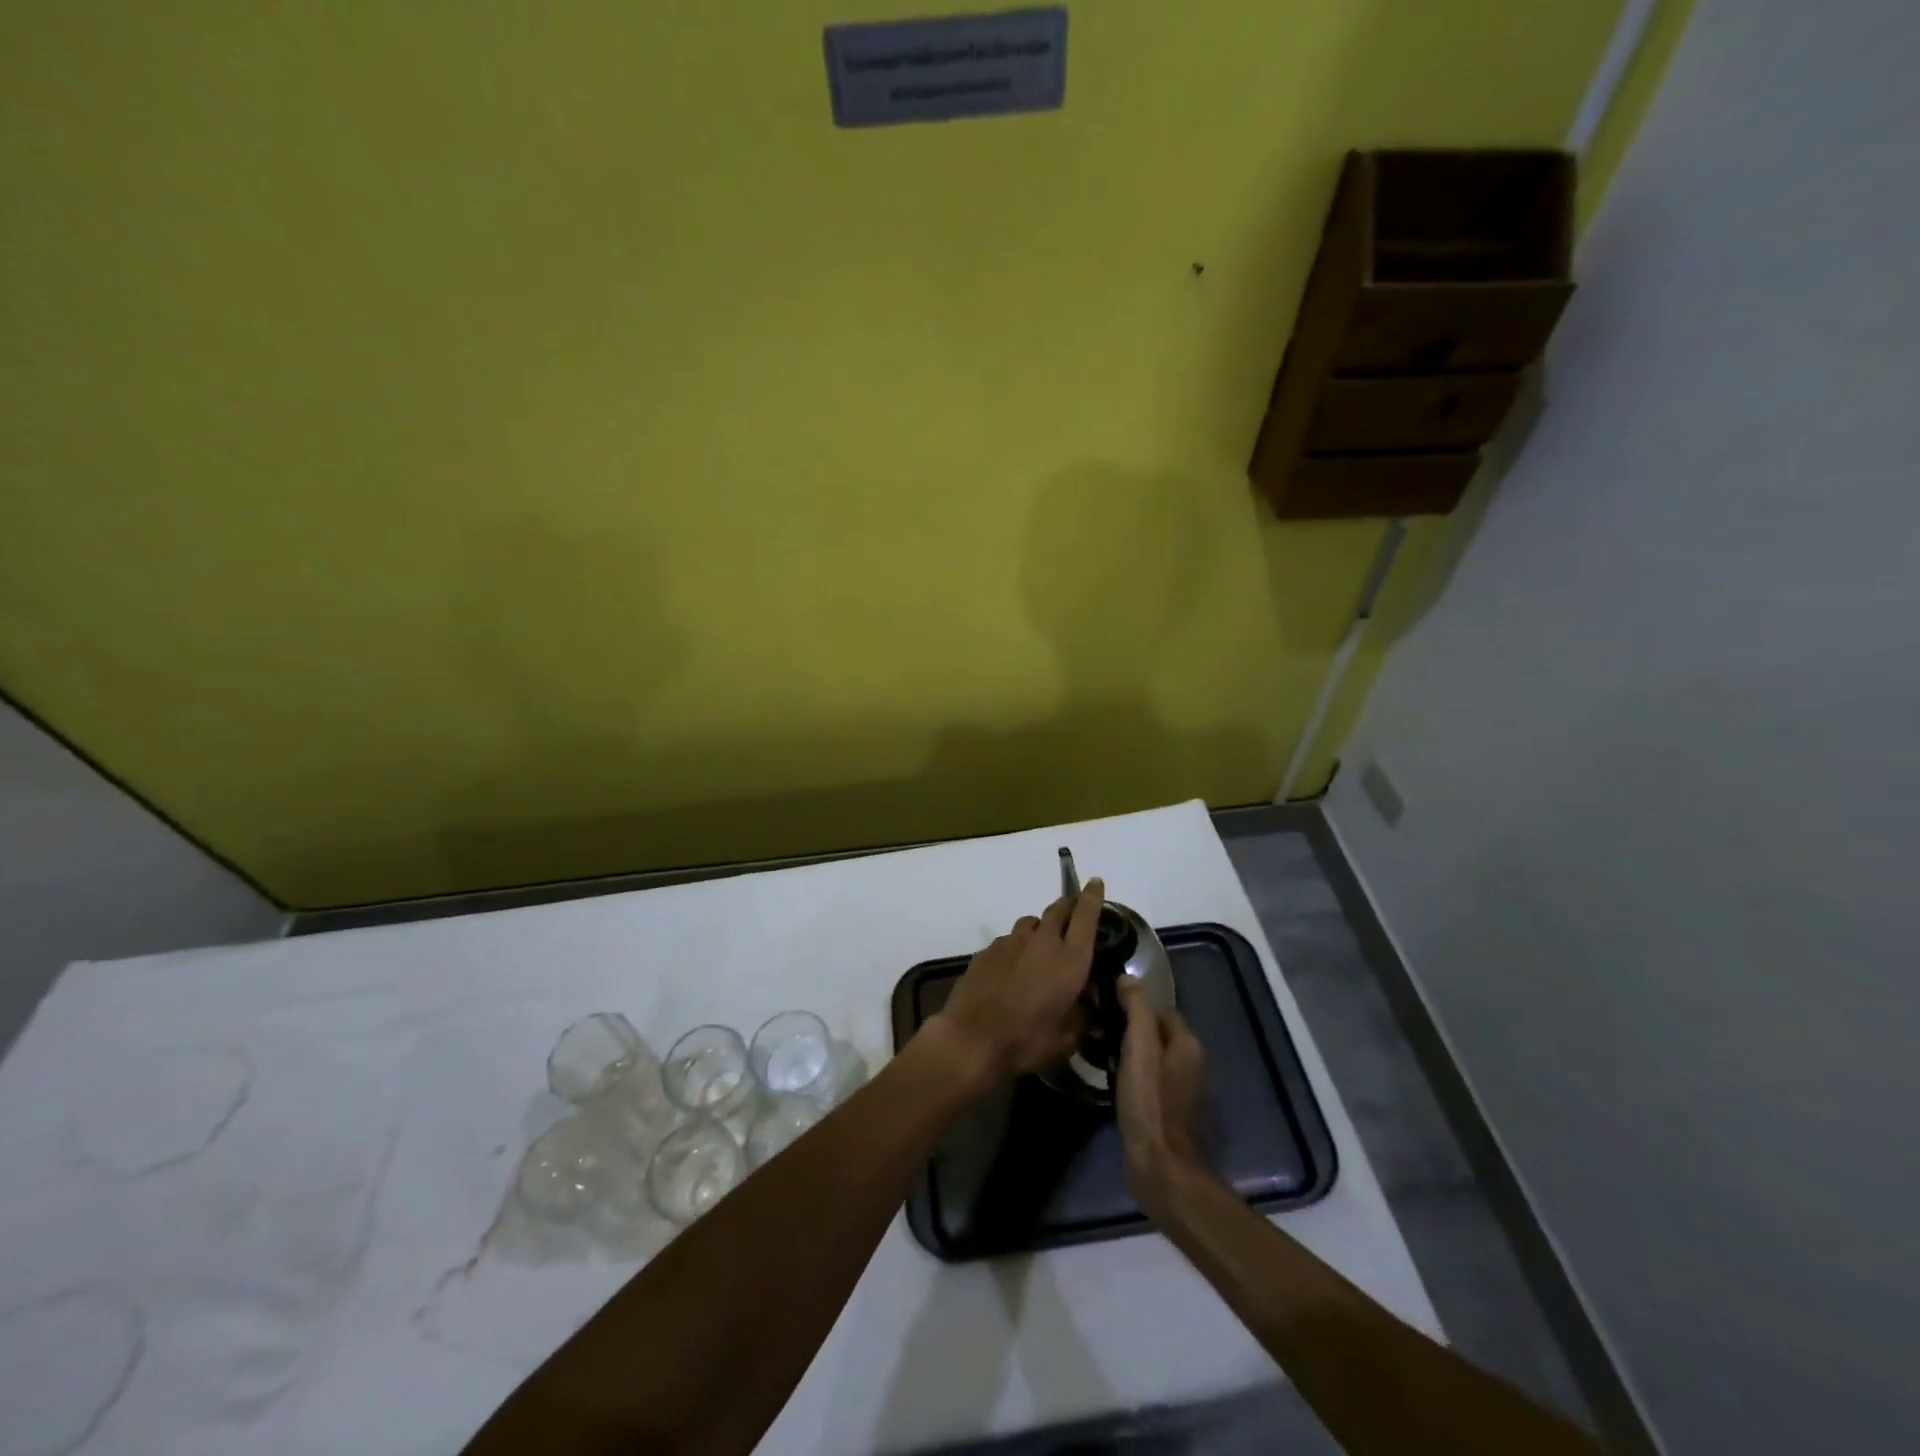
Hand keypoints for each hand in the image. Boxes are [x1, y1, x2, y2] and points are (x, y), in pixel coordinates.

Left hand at [932, 880, 1105, 1083]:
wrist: (973, 1038)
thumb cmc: (1027, 1040)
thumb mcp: (1067, 1039)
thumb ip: (1082, 1018)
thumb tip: (1090, 1010)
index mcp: (1070, 959)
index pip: (1086, 916)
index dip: (1092, 897)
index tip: (1095, 883)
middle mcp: (1042, 942)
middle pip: (1058, 910)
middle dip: (1068, 906)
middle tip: (1073, 910)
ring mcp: (1011, 942)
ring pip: (1031, 923)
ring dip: (1040, 927)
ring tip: (1041, 945)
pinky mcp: (988, 950)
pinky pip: (1009, 940)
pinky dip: (1017, 947)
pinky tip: (1013, 967)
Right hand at [1116, 979, 1211, 1222]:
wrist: (1162, 1168)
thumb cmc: (1150, 1101)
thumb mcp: (1138, 1048)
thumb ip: (1136, 1009)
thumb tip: (1128, 978)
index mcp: (1188, 1044)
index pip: (1161, 1010)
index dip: (1134, 1007)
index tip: (1106, 1009)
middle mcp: (1193, 1064)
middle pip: (1158, 1034)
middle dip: (1132, 1031)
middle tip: (1099, 1032)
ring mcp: (1185, 1092)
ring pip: (1154, 1059)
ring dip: (1132, 1056)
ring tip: (1101, 1055)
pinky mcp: (1172, 1114)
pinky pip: (1152, 1082)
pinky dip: (1135, 1079)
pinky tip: (1114, 1084)